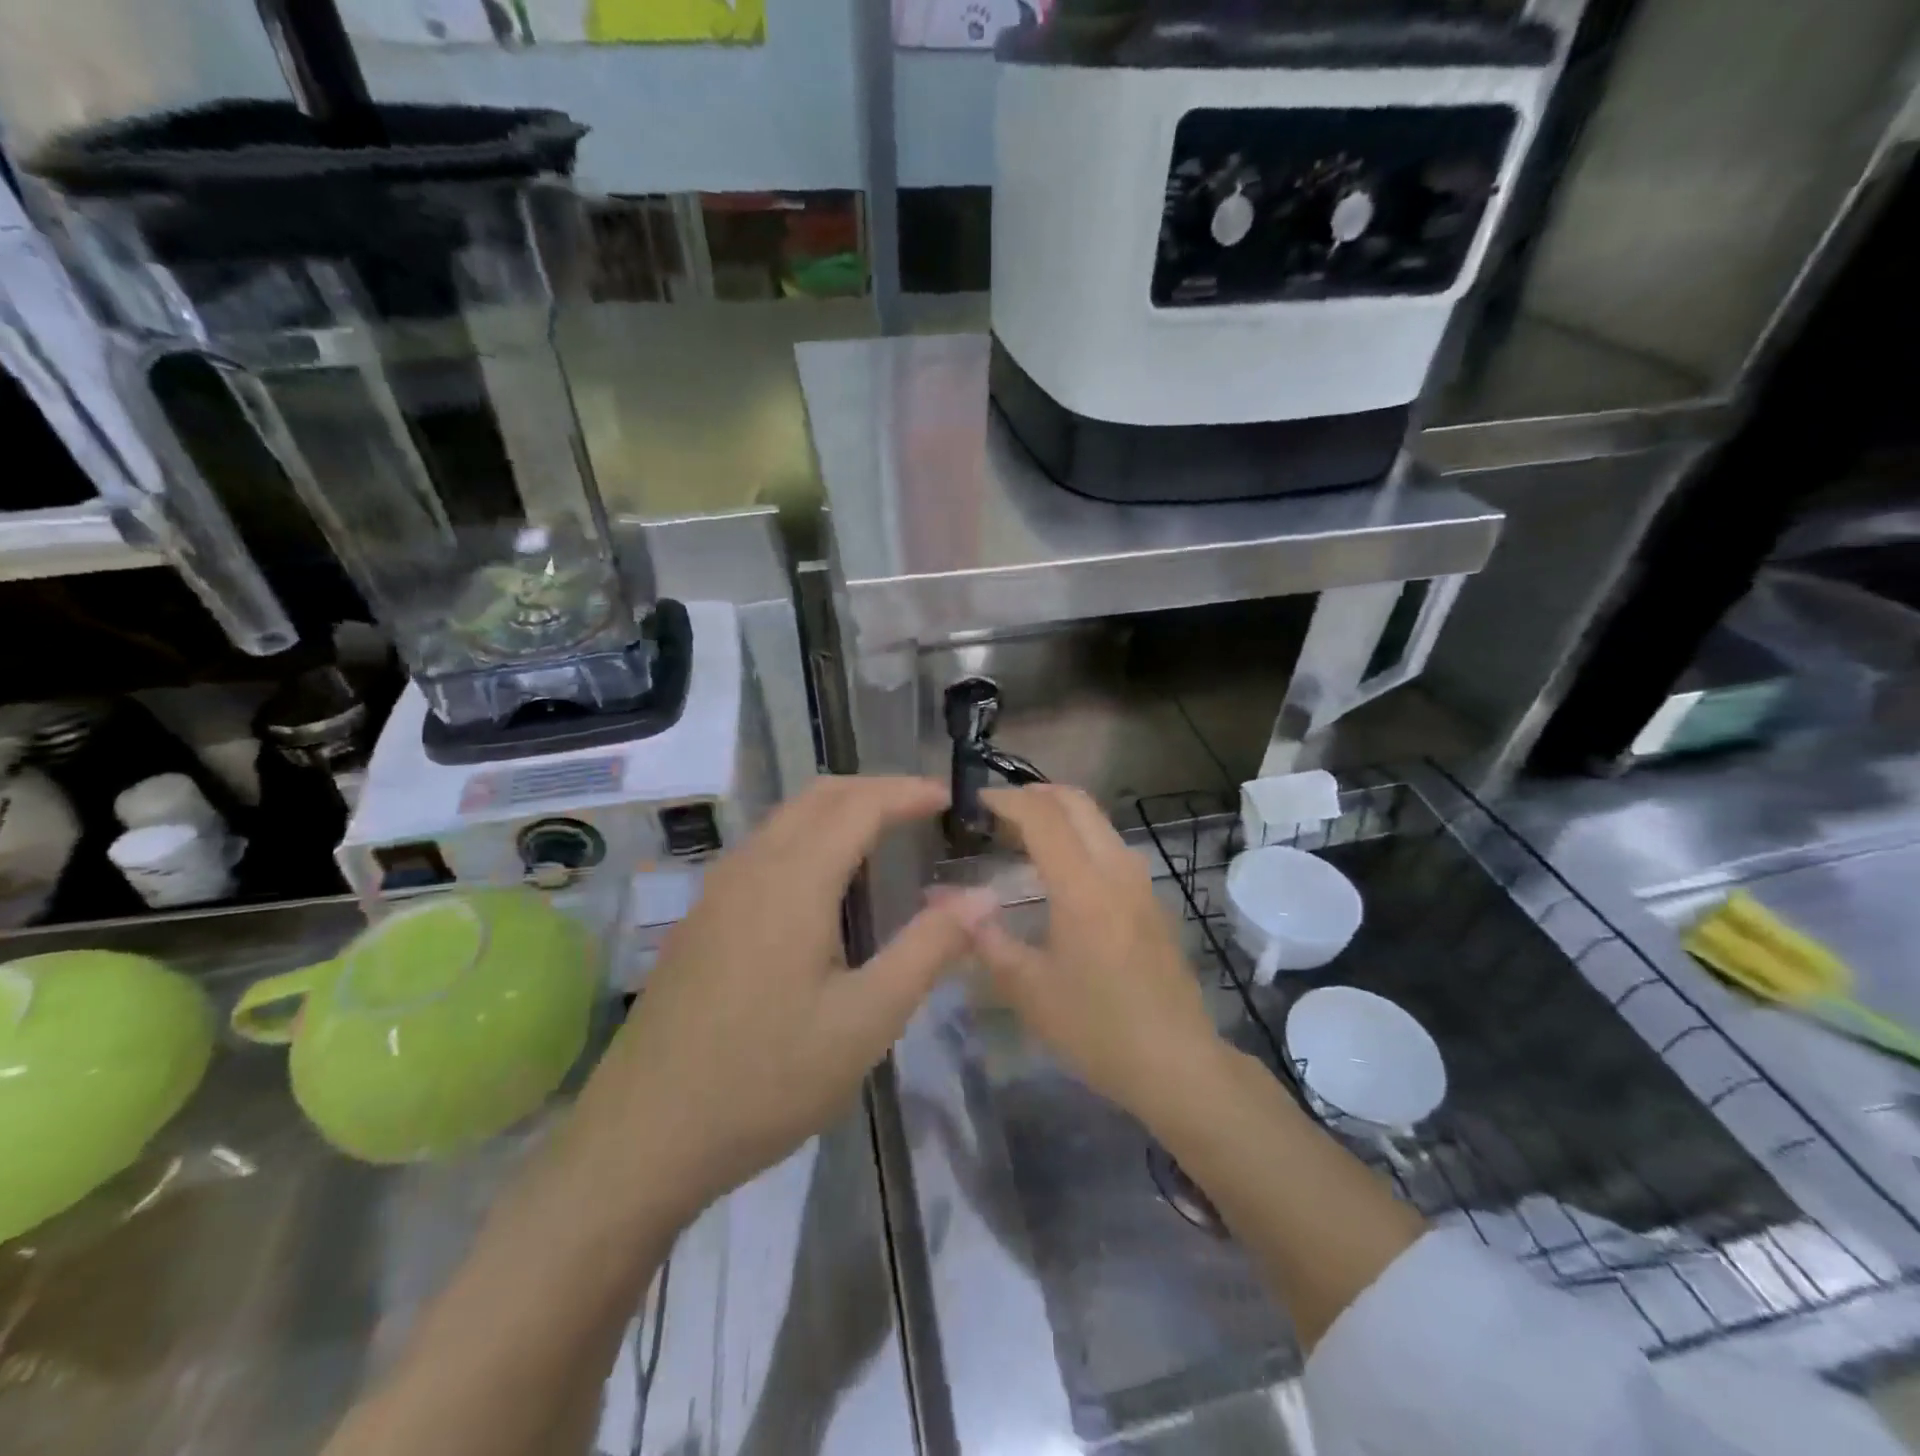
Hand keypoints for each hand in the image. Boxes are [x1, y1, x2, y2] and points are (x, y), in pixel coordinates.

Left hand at [566, 776, 994, 1228]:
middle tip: (924, 811)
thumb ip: (928, 949)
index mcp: (794, 880)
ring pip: (787, 819)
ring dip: (840, 812)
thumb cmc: (766, 1079)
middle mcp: (751, 867)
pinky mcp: (702, 918)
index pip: (861, 804)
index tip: (951, 799)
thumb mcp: (866, 1020)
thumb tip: (983, 897)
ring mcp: (718, 890)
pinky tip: (825, 886)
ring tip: (885, 839)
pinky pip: (765, 849)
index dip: (909, 792)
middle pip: (820, 796)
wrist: (642, 1137)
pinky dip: (809, 838)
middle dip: (876, 790)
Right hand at [966, 785, 1226, 1127]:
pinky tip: (1056, 871)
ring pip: (1096, 820)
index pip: (1041, 815)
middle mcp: (1117, 869)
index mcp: (1084, 886)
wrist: (1177, 1064)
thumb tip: (939, 900)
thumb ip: (983, 937)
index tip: (972, 802)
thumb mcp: (1028, 989)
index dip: (1004, 800)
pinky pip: (1109, 844)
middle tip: (994, 813)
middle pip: (1075, 802)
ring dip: (1057, 814)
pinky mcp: (1151, 898)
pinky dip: (1077, 837)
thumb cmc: (1097, 1028)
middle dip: (1032, 794)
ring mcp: (1140, 881)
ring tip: (1018, 837)